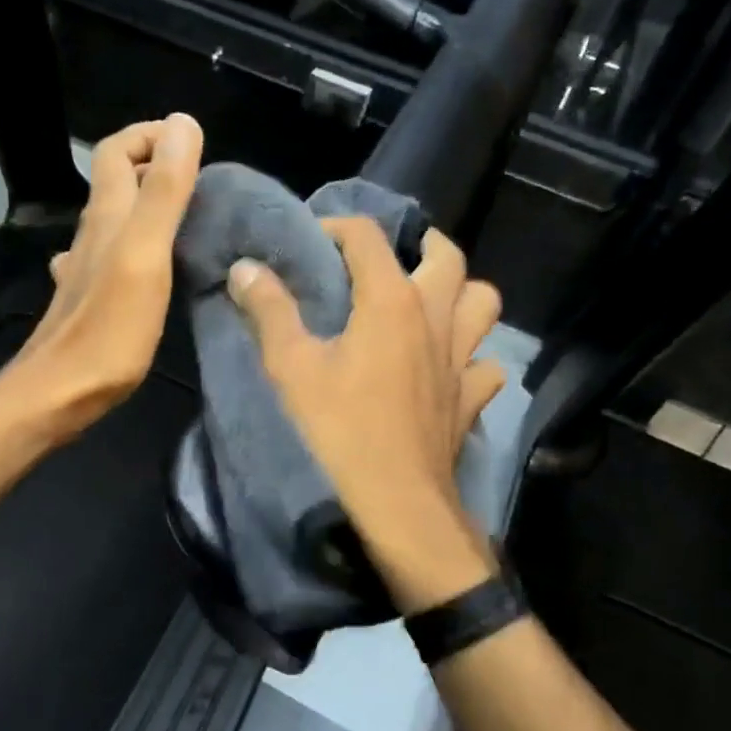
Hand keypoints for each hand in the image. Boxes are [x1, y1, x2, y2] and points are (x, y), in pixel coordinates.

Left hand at [1, 113, 203, 438]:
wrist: (59, 393)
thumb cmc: (108, 329)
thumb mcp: (146, 255)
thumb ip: (165, 192)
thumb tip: (182, 123)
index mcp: (107, 216)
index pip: (118, 150)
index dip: (150, 135)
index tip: (193, 145)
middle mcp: (92, 235)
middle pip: (115, 182)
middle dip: (154, 166)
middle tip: (201, 180)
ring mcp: (85, 270)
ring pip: (114, 221)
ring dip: (146, 207)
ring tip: (187, 218)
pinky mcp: (89, 301)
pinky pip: (111, 258)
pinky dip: (134, 247)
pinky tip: (148, 269)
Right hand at [229, 217, 504, 612]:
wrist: (396, 504)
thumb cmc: (339, 431)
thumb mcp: (290, 368)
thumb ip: (269, 311)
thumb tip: (245, 267)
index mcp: (391, 301)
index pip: (368, 237)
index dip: (337, 227)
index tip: (312, 241)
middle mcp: (435, 318)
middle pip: (447, 256)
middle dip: (421, 243)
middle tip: (393, 256)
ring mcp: (461, 359)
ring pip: (482, 303)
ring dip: (460, 293)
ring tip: (431, 301)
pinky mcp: (470, 399)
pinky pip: (484, 363)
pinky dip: (471, 356)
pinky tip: (448, 367)